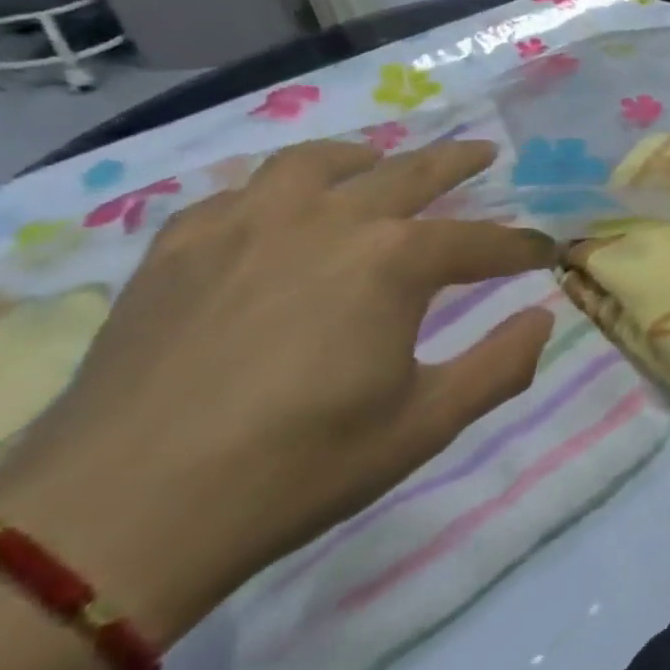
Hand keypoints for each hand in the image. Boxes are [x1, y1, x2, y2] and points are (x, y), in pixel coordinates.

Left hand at [0, 140, 555, 642]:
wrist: (120, 515)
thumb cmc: (299, 466)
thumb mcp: (427, 423)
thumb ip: (500, 365)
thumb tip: (542, 320)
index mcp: (394, 260)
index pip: (483, 242)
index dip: (524, 248)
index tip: (549, 254)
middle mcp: (327, 220)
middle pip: (409, 173)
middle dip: (458, 162)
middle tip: (486, 155)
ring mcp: (245, 226)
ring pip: (316, 162)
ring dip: (364, 157)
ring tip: (380, 161)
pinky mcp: (178, 248)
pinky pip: (239, 194)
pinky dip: (277, 190)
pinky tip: (279, 212)